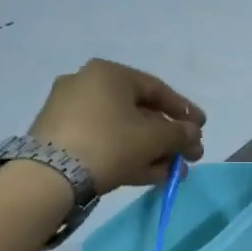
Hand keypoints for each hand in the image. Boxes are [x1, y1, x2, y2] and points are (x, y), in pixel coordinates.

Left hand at [28, 60, 204, 193]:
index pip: (157, 89)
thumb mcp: (154, 138)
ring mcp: (70, 111)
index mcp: (109, 74)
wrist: (49, 176)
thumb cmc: (110, 144)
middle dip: (169, 137)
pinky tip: (151, 174)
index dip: (184, 110)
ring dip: (153, 150)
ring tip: (174, 171)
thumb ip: (180, 134)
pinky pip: (105, 141)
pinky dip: (129, 155)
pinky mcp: (61, 137)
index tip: (202, 127)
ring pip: (124, 130)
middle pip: (141, 112)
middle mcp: (87, 84)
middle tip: (190, 154)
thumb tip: (192, 134)